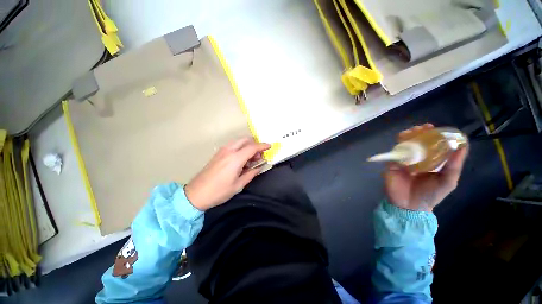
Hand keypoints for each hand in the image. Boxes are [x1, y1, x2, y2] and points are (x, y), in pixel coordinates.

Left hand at [184, 138, 270, 210]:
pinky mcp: (218, 153)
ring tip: (251, 159)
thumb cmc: (219, 191)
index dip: (263, 146)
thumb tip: (260, 166)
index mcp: (235, 158)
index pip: (253, 147)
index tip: (270, 146)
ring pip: (239, 141)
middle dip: (255, 144)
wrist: (196, 194)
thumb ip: (252, 173)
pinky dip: (241, 148)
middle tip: (259, 155)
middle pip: (246, 139)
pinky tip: (242, 159)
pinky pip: (233, 145)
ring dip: (248, 146)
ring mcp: (222, 151)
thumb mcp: (239, 185)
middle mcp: (229, 150)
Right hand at [384, 124, 467, 211]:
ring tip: (413, 131)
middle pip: (416, 142)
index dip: (432, 135)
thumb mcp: (448, 180)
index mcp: (429, 162)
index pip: (430, 145)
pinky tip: (403, 141)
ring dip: (407, 136)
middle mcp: (416, 159)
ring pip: (403, 145)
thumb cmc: (431, 195)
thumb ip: (454, 165)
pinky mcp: (391, 165)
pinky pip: (394, 153)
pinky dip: (398, 146)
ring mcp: (402, 161)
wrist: (410, 206)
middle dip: (419, 133)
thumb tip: (463, 146)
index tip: (435, 128)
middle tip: (424, 128)